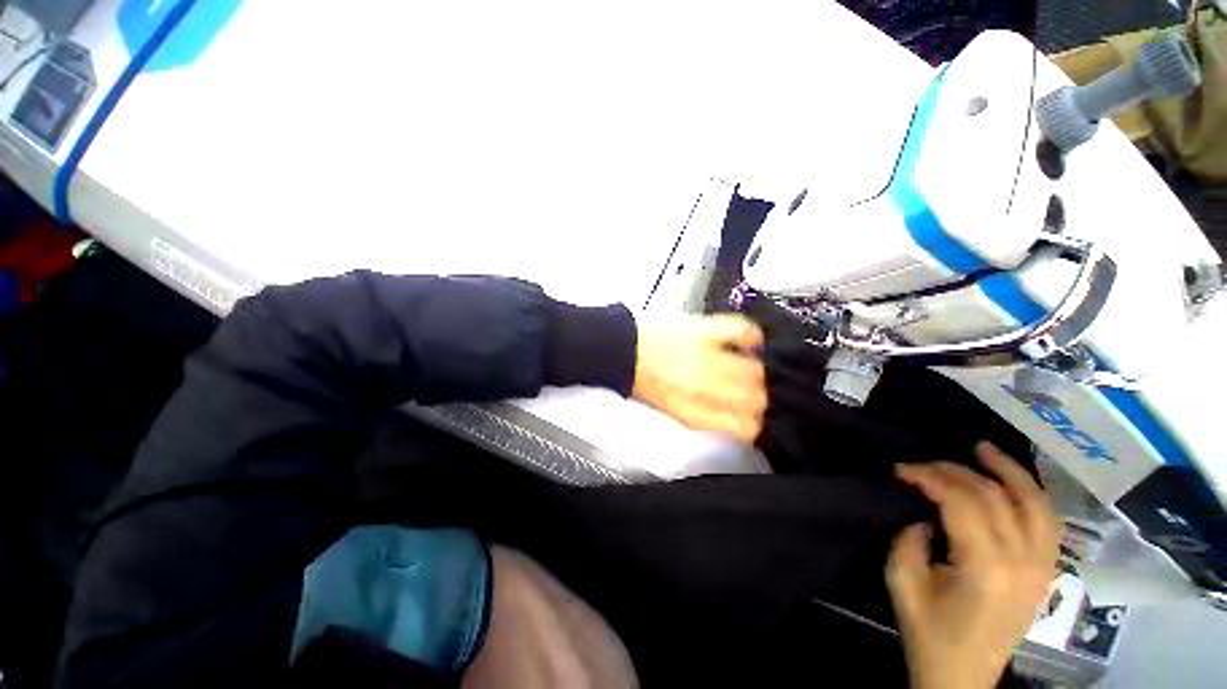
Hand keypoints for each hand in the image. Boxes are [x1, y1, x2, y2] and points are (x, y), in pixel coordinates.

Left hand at [632, 314, 766, 442]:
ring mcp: (706, 358)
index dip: (751, 424)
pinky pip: (742, 332)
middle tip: (748, 391)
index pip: (743, 427)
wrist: (620, 350)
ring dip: (754, 371)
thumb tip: (728, 416)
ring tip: (746, 367)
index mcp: (693, 412)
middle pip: (755, 399)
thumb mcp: (670, 410)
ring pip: (754, 370)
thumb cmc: (641, 379)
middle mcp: (704, 388)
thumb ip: (702, 416)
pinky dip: (751, 336)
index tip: (750, 417)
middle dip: (756, 398)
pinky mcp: (704, 331)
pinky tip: (747, 340)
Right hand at [886, 443, 1061, 688]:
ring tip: (982, 448)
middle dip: (955, 471)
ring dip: (1009, 471)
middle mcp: (1023, 562)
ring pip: (1034, 503)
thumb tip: (922, 509)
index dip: (929, 477)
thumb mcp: (902, 580)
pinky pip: (1047, 521)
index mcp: (986, 568)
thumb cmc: (928, 630)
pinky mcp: (1045, 571)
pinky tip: (1012, 480)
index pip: (962, 502)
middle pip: (994, 496)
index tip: (901, 469)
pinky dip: (1031, 494)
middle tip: (922, 463)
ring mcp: (1042, 567)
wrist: (963, 675)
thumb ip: (909, 536)